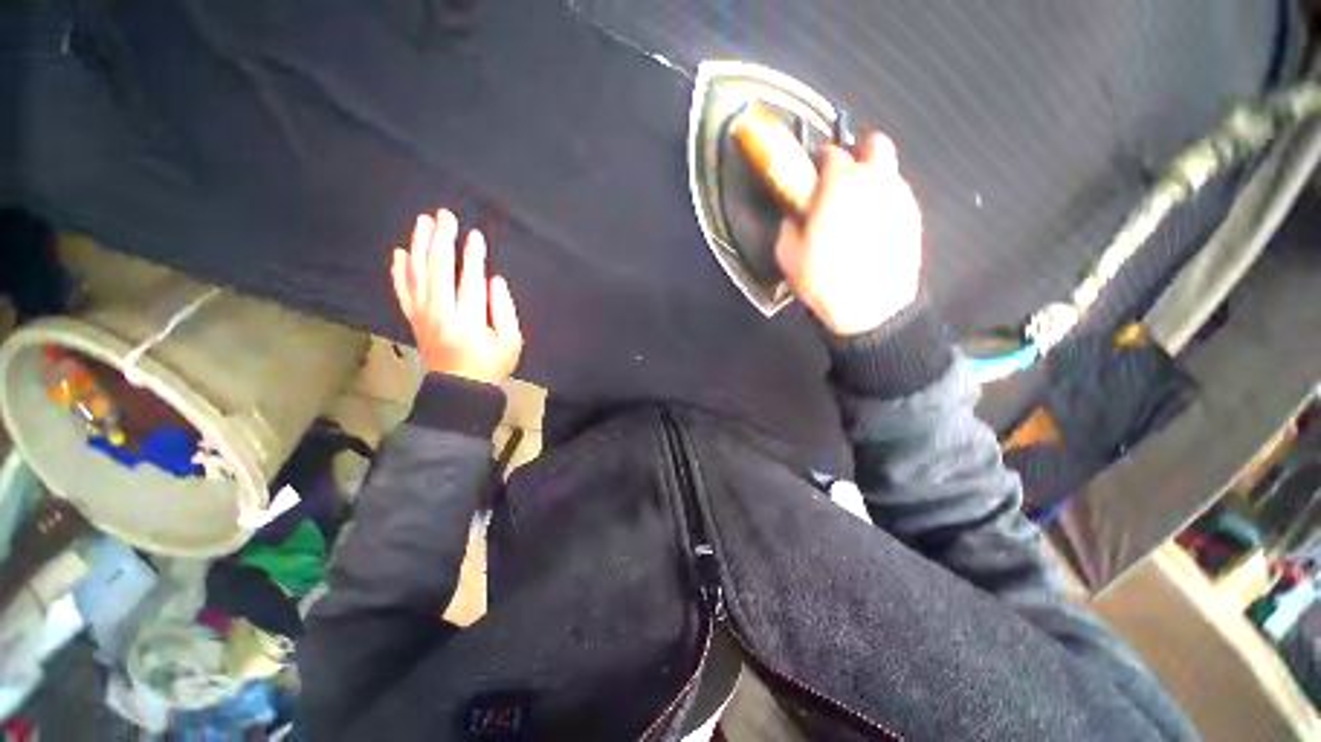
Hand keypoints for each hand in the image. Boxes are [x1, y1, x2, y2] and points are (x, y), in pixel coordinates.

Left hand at [391, 209, 522, 384]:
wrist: (460, 389)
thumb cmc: (491, 365)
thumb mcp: (511, 342)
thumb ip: (504, 309)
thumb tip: (493, 279)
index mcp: (467, 320)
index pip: (469, 281)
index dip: (473, 256)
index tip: (474, 235)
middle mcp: (440, 313)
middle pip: (437, 270)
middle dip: (441, 240)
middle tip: (444, 215)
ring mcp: (422, 315)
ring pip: (417, 275)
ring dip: (419, 246)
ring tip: (423, 223)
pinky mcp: (414, 319)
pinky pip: (402, 291)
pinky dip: (400, 271)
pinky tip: (400, 252)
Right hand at [776, 132, 923, 336]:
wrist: (871, 308)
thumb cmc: (824, 279)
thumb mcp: (789, 256)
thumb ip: (788, 229)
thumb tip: (793, 218)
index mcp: (840, 184)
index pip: (831, 152)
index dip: (819, 162)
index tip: (812, 177)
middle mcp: (875, 179)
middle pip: (874, 143)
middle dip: (857, 154)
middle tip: (842, 181)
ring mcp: (900, 197)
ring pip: (889, 171)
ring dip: (872, 180)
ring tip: (857, 211)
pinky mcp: (914, 217)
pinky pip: (897, 197)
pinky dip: (884, 203)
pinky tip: (872, 229)